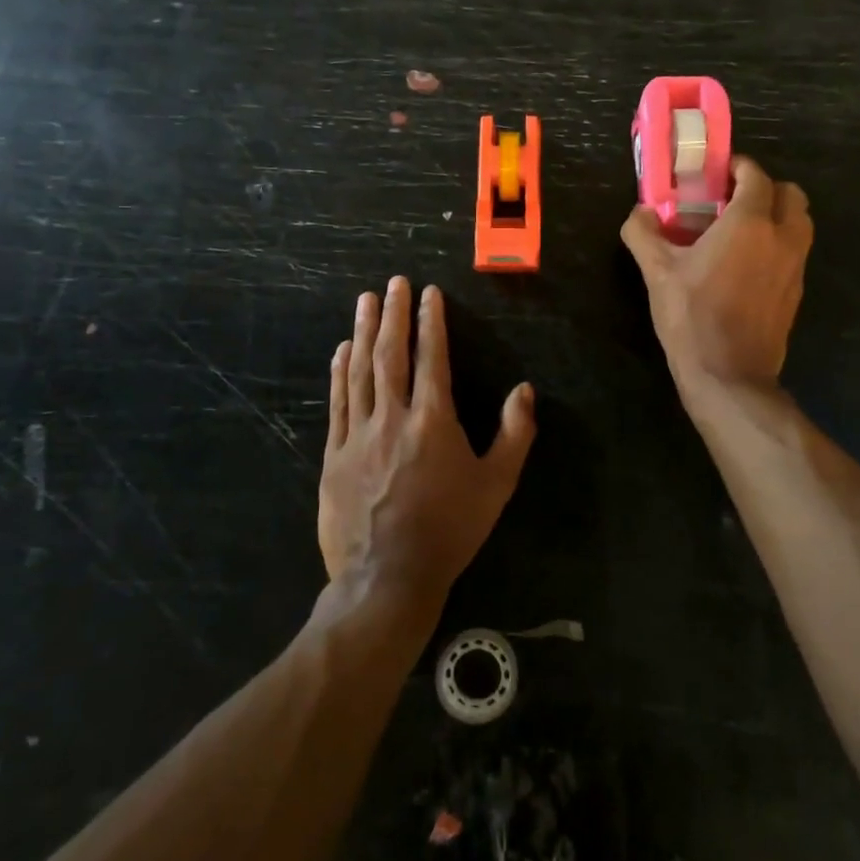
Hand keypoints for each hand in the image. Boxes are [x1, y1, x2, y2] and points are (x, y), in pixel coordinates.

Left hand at [320, 277, 536, 603]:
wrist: (387, 578)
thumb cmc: (449, 530)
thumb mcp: (496, 485)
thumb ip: (514, 434)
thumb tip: (524, 390)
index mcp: (434, 421)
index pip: (432, 358)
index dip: (430, 322)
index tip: (428, 294)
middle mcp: (393, 417)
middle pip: (391, 355)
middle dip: (393, 315)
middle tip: (393, 283)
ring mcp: (358, 435)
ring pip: (360, 371)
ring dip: (363, 332)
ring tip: (365, 301)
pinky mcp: (335, 455)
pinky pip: (337, 403)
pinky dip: (339, 372)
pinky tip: (342, 350)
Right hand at [621, 156, 812, 393]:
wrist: (729, 375)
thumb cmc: (692, 317)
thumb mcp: (657, 273)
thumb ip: (643, 234)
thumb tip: (639, 212)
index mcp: (750, 223)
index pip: (757, 176)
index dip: (739, 167)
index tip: (718, 172)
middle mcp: (782, 237)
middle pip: (791, 194)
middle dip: (765, 188)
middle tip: (732, 199)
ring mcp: (795, 266)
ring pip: (800, 222)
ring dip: (777, 215)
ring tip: (740, 230)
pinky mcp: (796, 291)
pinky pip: (795, 252)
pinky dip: (778, 244)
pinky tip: (746, 264)